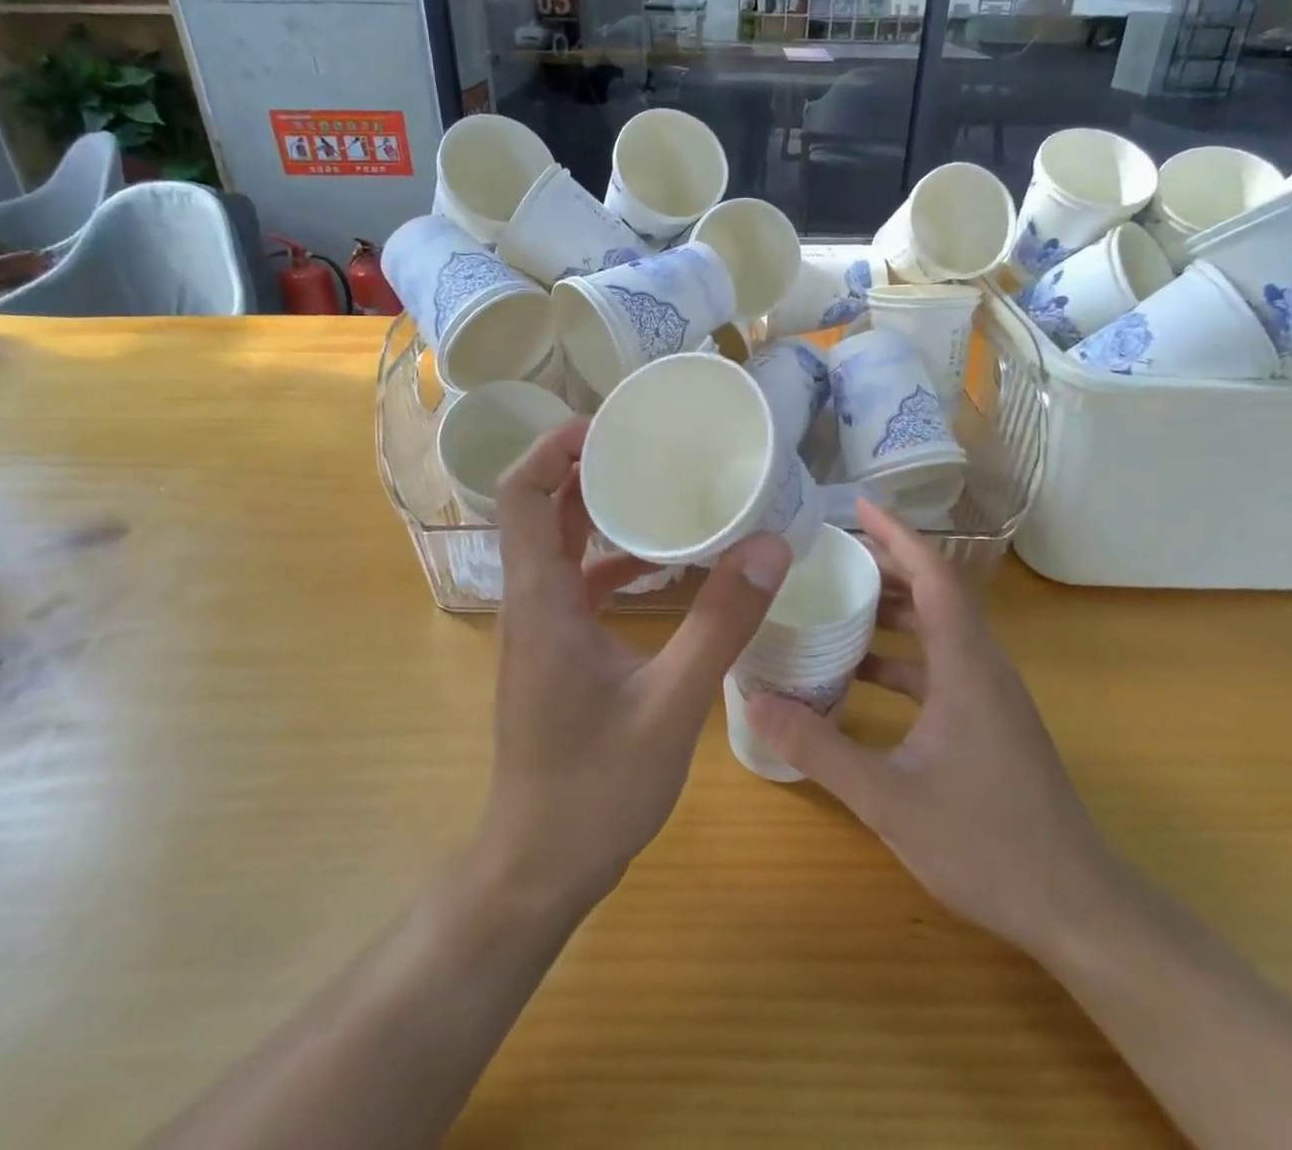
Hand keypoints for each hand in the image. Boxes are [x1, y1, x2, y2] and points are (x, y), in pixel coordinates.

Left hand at [479, 419, 790, 915]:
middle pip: (539, 509)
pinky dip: (611, 560)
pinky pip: (576, 583)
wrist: (538, 867)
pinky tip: (661, 567)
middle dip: (586, 467)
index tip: (610, 424)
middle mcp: (530, 602)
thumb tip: (768, 547)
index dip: (554, 448)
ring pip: (558, 545)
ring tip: (659, 486)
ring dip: (599, 511)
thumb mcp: (672, 705)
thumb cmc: (594, 789)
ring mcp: (540, 628)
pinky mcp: (555, 651)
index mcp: (542, 601)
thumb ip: (720, 625)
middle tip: (648, 443)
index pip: (522, 495)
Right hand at [747, 499, 1112, 955]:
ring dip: (893, 611)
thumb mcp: (889, 798)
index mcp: (966, 666)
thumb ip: (820, 749)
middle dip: (887, 565)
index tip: (859, 506)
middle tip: (832, 551)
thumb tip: (756, 700)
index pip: (934, 576)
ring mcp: (990, 696)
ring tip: (839, 603)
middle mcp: (983, 667)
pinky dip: (902, 657)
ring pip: (939, 630)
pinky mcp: (989, 721)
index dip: (898, 535)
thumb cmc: (988, 844)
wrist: (1077, 908)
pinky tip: (861, 677)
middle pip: (936, 593)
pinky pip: (941, 666)